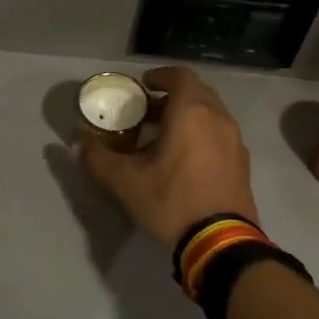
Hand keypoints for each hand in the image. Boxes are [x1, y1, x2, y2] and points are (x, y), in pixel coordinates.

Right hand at [77, 66, 259, 250]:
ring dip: (187, 117)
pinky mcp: (242, 164)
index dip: (160, 76)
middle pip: (197, 93)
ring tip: (162, 136)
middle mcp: (218, 119)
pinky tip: (184, 160)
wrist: (220, 243)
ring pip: (210, 115)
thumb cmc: (171, 201)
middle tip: (147, 112)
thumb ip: (97, 157)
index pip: (180, 76)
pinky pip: (219, 135)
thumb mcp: (125, 181)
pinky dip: (201, 134)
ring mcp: (235, 142)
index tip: (142, 85)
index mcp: (192, 113)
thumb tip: (76, 142)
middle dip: (171, 97)